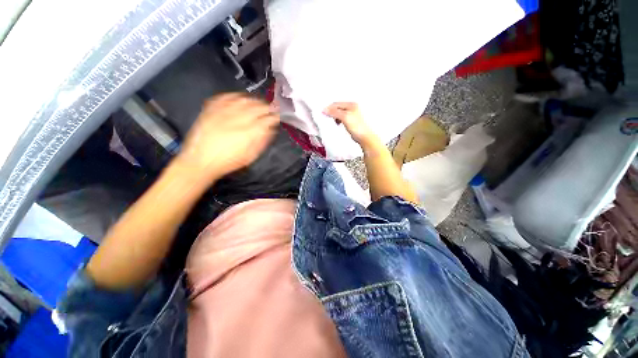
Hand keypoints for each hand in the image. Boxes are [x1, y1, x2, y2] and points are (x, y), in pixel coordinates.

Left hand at [175, 93, 278, 181]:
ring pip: (243, 99)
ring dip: (254, 100)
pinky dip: (235, 95)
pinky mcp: (211, 109)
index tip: (278, 116)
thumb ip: (262, 141)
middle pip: (257, 106)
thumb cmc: (229, 161)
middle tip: (271, 108)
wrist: (200, 160)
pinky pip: (226, 96)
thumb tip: (271, 129)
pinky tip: (240, 97)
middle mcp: (239, 118)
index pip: (268, 119)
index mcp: (250, 131)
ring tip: (258, 102)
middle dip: (267, 106)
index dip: (274, 116)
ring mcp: (224, 111)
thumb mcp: (250, 156)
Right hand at [323, 102, 376, 146]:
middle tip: (325, 116)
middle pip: (338, 108)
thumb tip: (326, 109)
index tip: (323, 112)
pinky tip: (336, 124)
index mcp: (352, 104)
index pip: (337, 104)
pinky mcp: (350, 122)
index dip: (329, 108)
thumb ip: (335, 112)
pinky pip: (341, 118)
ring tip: (331, 121)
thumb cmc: (358, 127)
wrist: (364, 137)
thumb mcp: (345, 117)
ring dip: (334, 116)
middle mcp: (352, 108)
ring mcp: (351, 115)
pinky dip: (337, 120)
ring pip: (339, 113)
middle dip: (331, 112)